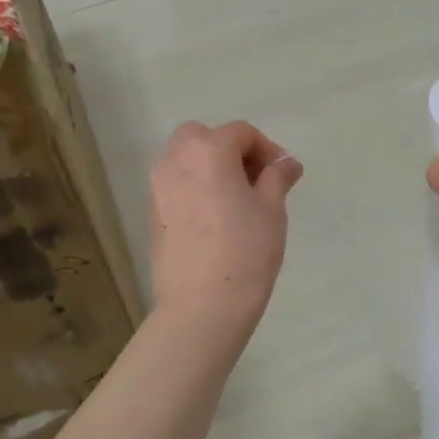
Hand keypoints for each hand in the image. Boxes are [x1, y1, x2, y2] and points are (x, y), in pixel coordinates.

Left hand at [149, 121, 301, 327]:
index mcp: (209, 152)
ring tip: (236, 198)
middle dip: (230, 149)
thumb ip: (277, 178)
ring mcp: (158, 187)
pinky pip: (175, 185)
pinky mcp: (152, 213)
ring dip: (209, 166)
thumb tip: (287, 163)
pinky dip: (195, 187)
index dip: (266, 148)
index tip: (283, 173)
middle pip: (203, 137)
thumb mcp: (272, 210)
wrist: (202, 305)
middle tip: (255, 179)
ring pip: (184, 159)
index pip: (240, 133)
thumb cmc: (246, 251)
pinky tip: (215, 217)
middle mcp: (176, 160)